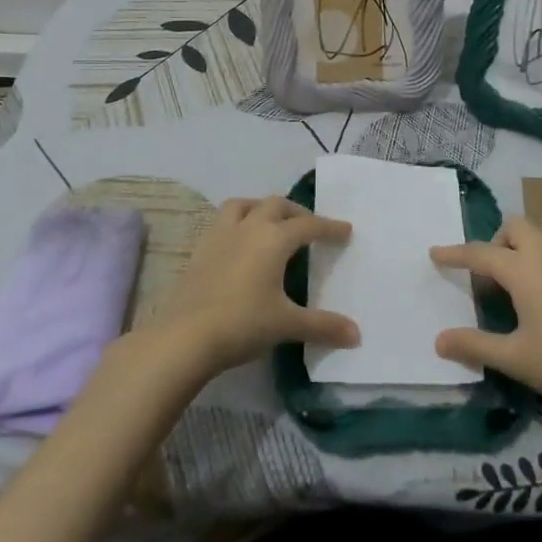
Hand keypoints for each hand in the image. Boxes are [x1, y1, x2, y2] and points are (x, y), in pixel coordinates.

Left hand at [142, 196, 358, 377]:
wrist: (184, 336)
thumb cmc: (242, 324)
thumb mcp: (287, 325)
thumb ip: (323, 326)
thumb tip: (356, 335)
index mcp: (274, 239)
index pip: (309, 225)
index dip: (329, 227)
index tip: (345, 230)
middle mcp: (249, 227)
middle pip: (277, 205)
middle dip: (297, 212)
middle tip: (309, 227)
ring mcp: (220, 236)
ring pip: (243, 205)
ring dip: (261, 208)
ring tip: (271, 223)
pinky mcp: (200, 250)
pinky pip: (223, 222)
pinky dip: (238, 224)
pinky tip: (240, 245)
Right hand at [432, 215, 541, 416]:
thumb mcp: (514, 358)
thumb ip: (475, 345)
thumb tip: (438, 340)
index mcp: (522, 269)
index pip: (479, 253)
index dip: (455, 254)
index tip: (435, 253)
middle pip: (516, 225)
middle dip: (498, 239)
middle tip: (493, 272)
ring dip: (533, 237)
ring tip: (528, 268)